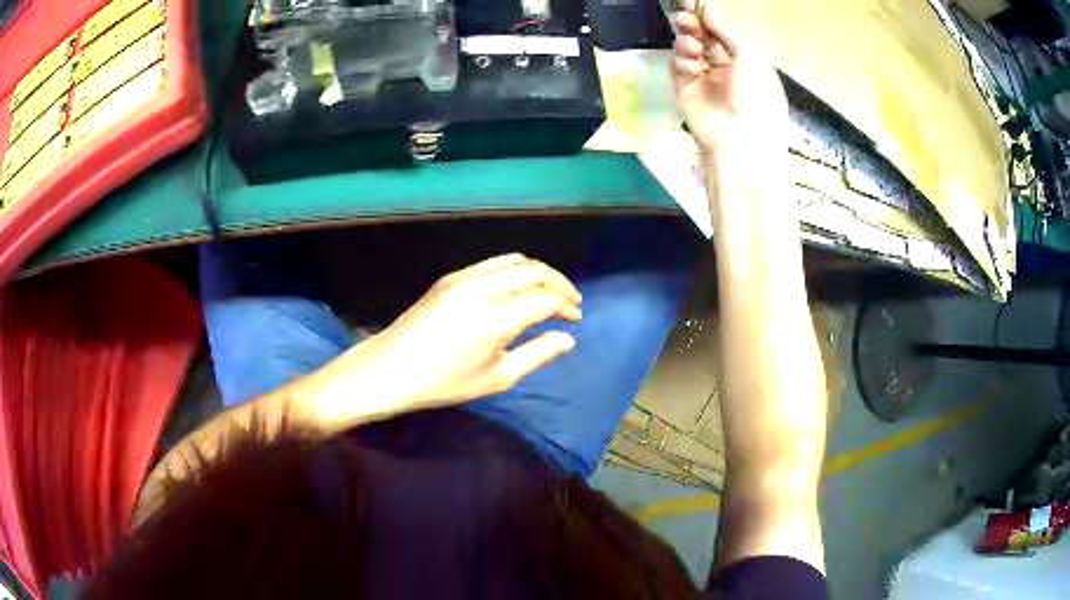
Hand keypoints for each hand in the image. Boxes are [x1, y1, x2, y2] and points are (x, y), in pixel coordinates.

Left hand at [351, 254, 580, 409]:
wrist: (391, 368)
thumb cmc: (445, 382)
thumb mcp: (497, 377)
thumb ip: (537, 354)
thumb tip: (567, 338)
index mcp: (498, 317)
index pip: (546, 297)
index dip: (566, 305)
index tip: (575, 318)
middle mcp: (484, 287)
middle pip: (535, 270)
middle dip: (559, 283)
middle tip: (570, 301)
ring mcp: (465, 277)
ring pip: (514, 260)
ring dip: (538, 272)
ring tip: (548, 291)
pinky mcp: (451, 277)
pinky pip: (493, 263)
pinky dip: (514, 269)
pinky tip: (516, 287)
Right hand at [671, 1, 788, 161]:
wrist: (742, 140)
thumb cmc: (756, 96)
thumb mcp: (749, 56)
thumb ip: (725, 29)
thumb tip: (706, 7)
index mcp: (745, 61)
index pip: (721, 32)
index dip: (707, 17)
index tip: (692, 2)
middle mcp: (724, 67)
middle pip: (702, 37)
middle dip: (693, 25)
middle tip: (684, 17)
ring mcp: (703, 79)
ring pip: (687, 49)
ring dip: (687, 42)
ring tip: (692, 46)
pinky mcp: (685, 91)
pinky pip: (678, 67)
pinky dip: (682, 61)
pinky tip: (692, 66)